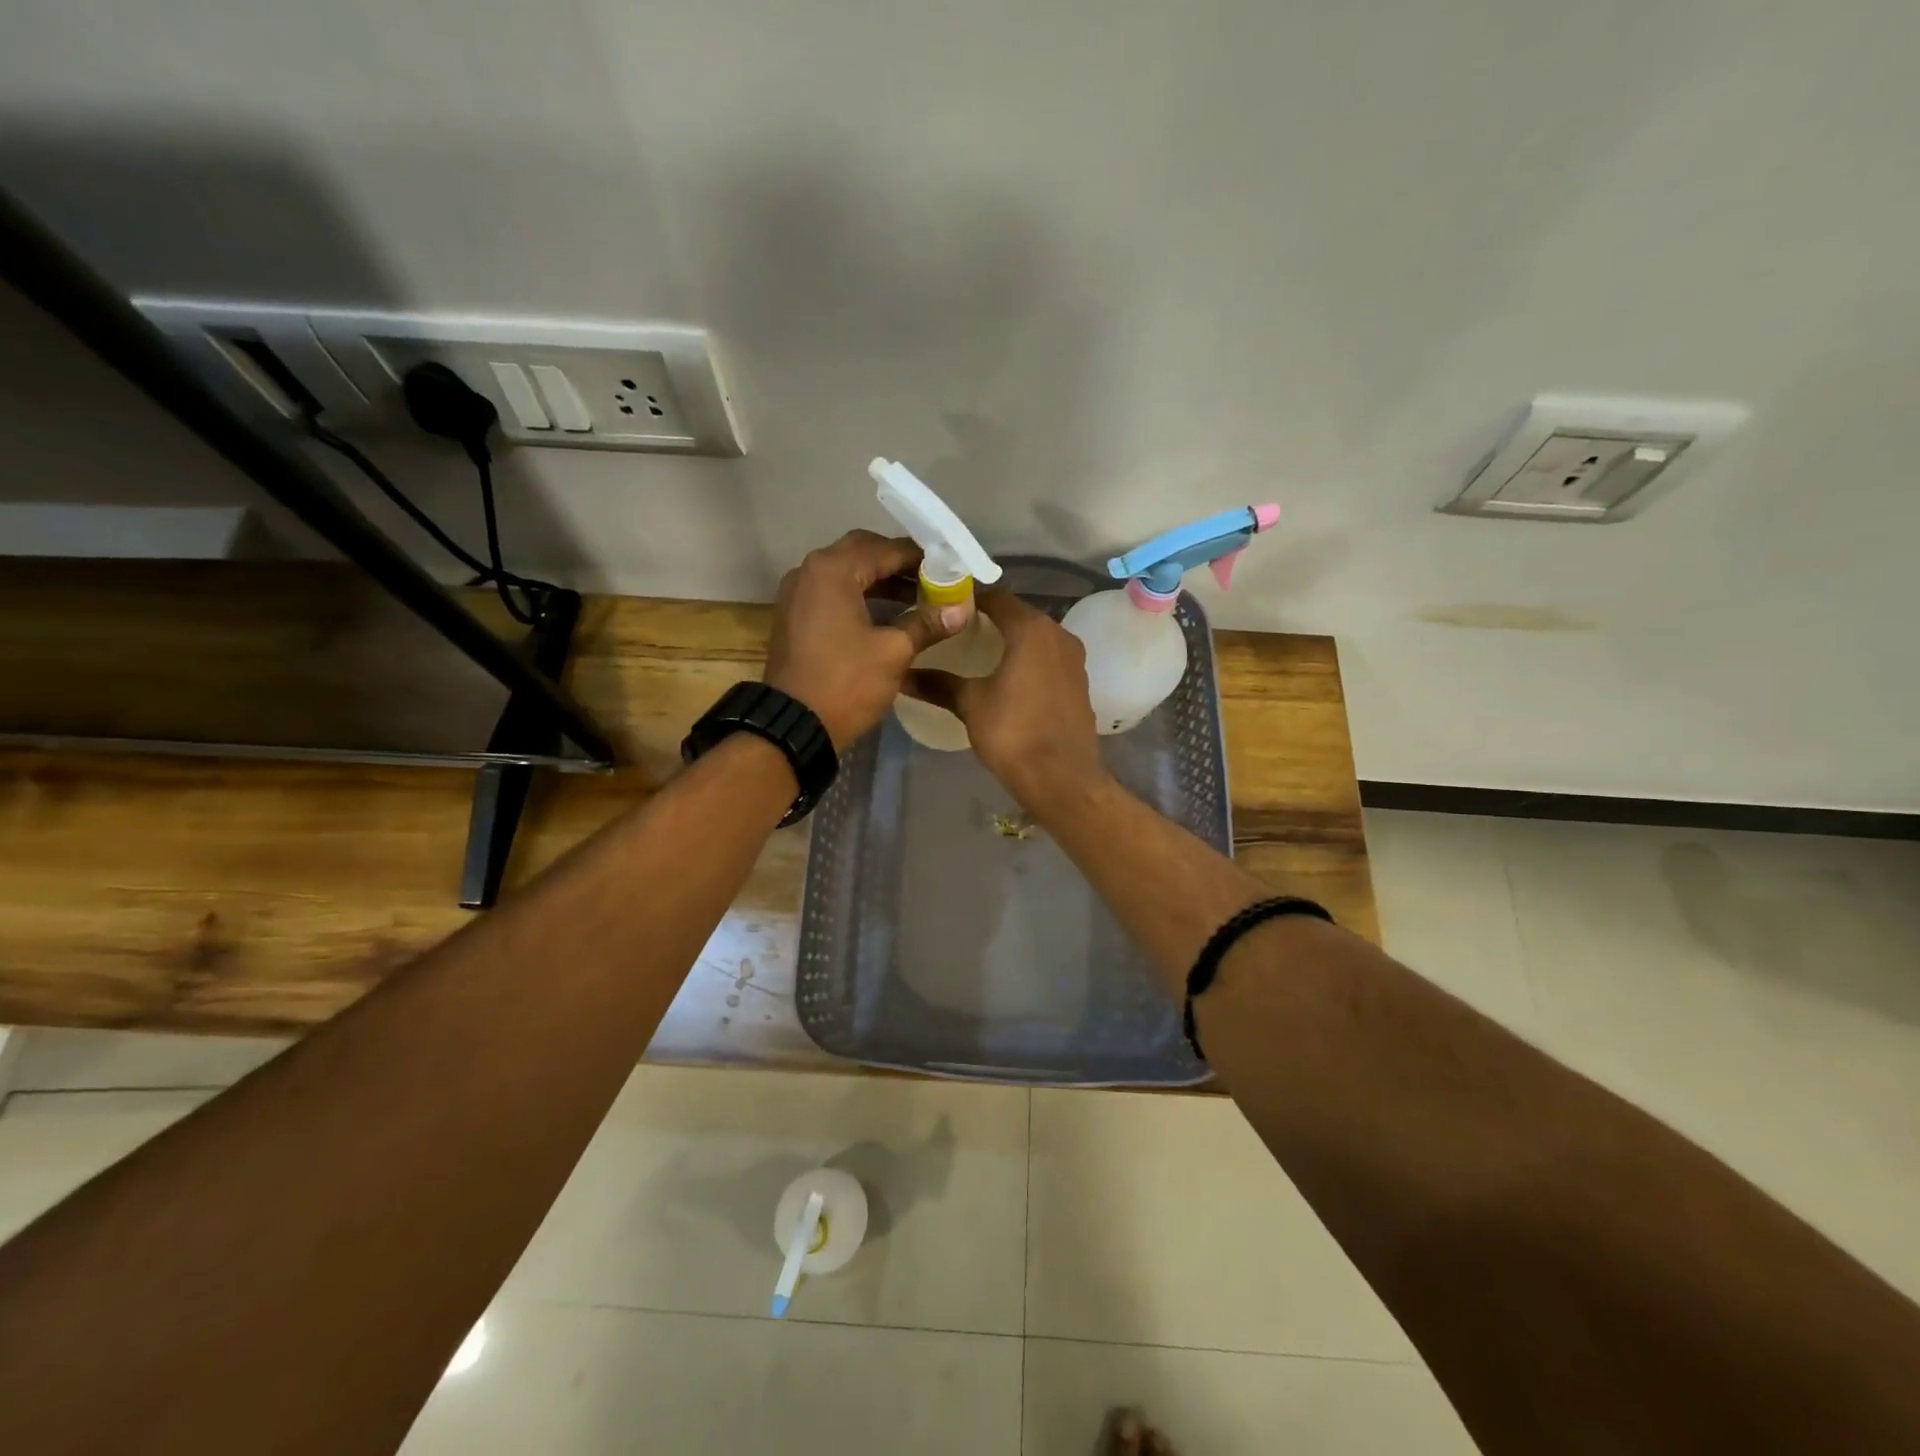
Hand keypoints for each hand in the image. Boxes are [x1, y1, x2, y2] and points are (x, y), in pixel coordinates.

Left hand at [763, 530, 962, 749]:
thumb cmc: (846, 683)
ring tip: (917, 598)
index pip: (886, 549)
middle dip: (898, 563)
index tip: (950, 569)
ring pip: (846, 573)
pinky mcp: (794, 616)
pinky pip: (832, 593)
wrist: (793, 726)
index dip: (921, 558)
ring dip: (880, 580)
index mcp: (833, 570)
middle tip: (932, 578)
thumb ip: (927, 623)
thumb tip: (962, 608)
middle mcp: (810, 571)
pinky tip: (886, 615)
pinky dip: (859, 596)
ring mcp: (797, 593)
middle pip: (862, 552)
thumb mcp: (894, 652)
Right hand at [903, 590, 1109, 813]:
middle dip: (989, 619)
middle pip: (1019, 614)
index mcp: (1032, 629)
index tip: (943, 608)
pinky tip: (1007, 678)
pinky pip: (1048, 659)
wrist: (1062, 778)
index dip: (969, 599)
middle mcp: (1058, 634)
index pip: (996, 597)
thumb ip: (938, 683)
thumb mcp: (970, 704)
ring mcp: (1074, 659)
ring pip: (1036, 637)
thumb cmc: (1013, 733)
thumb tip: (901, 676)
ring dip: (1010, 640)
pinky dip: (1028, 659)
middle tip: (956, 630)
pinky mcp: (1079, 683)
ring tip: (977, 654)